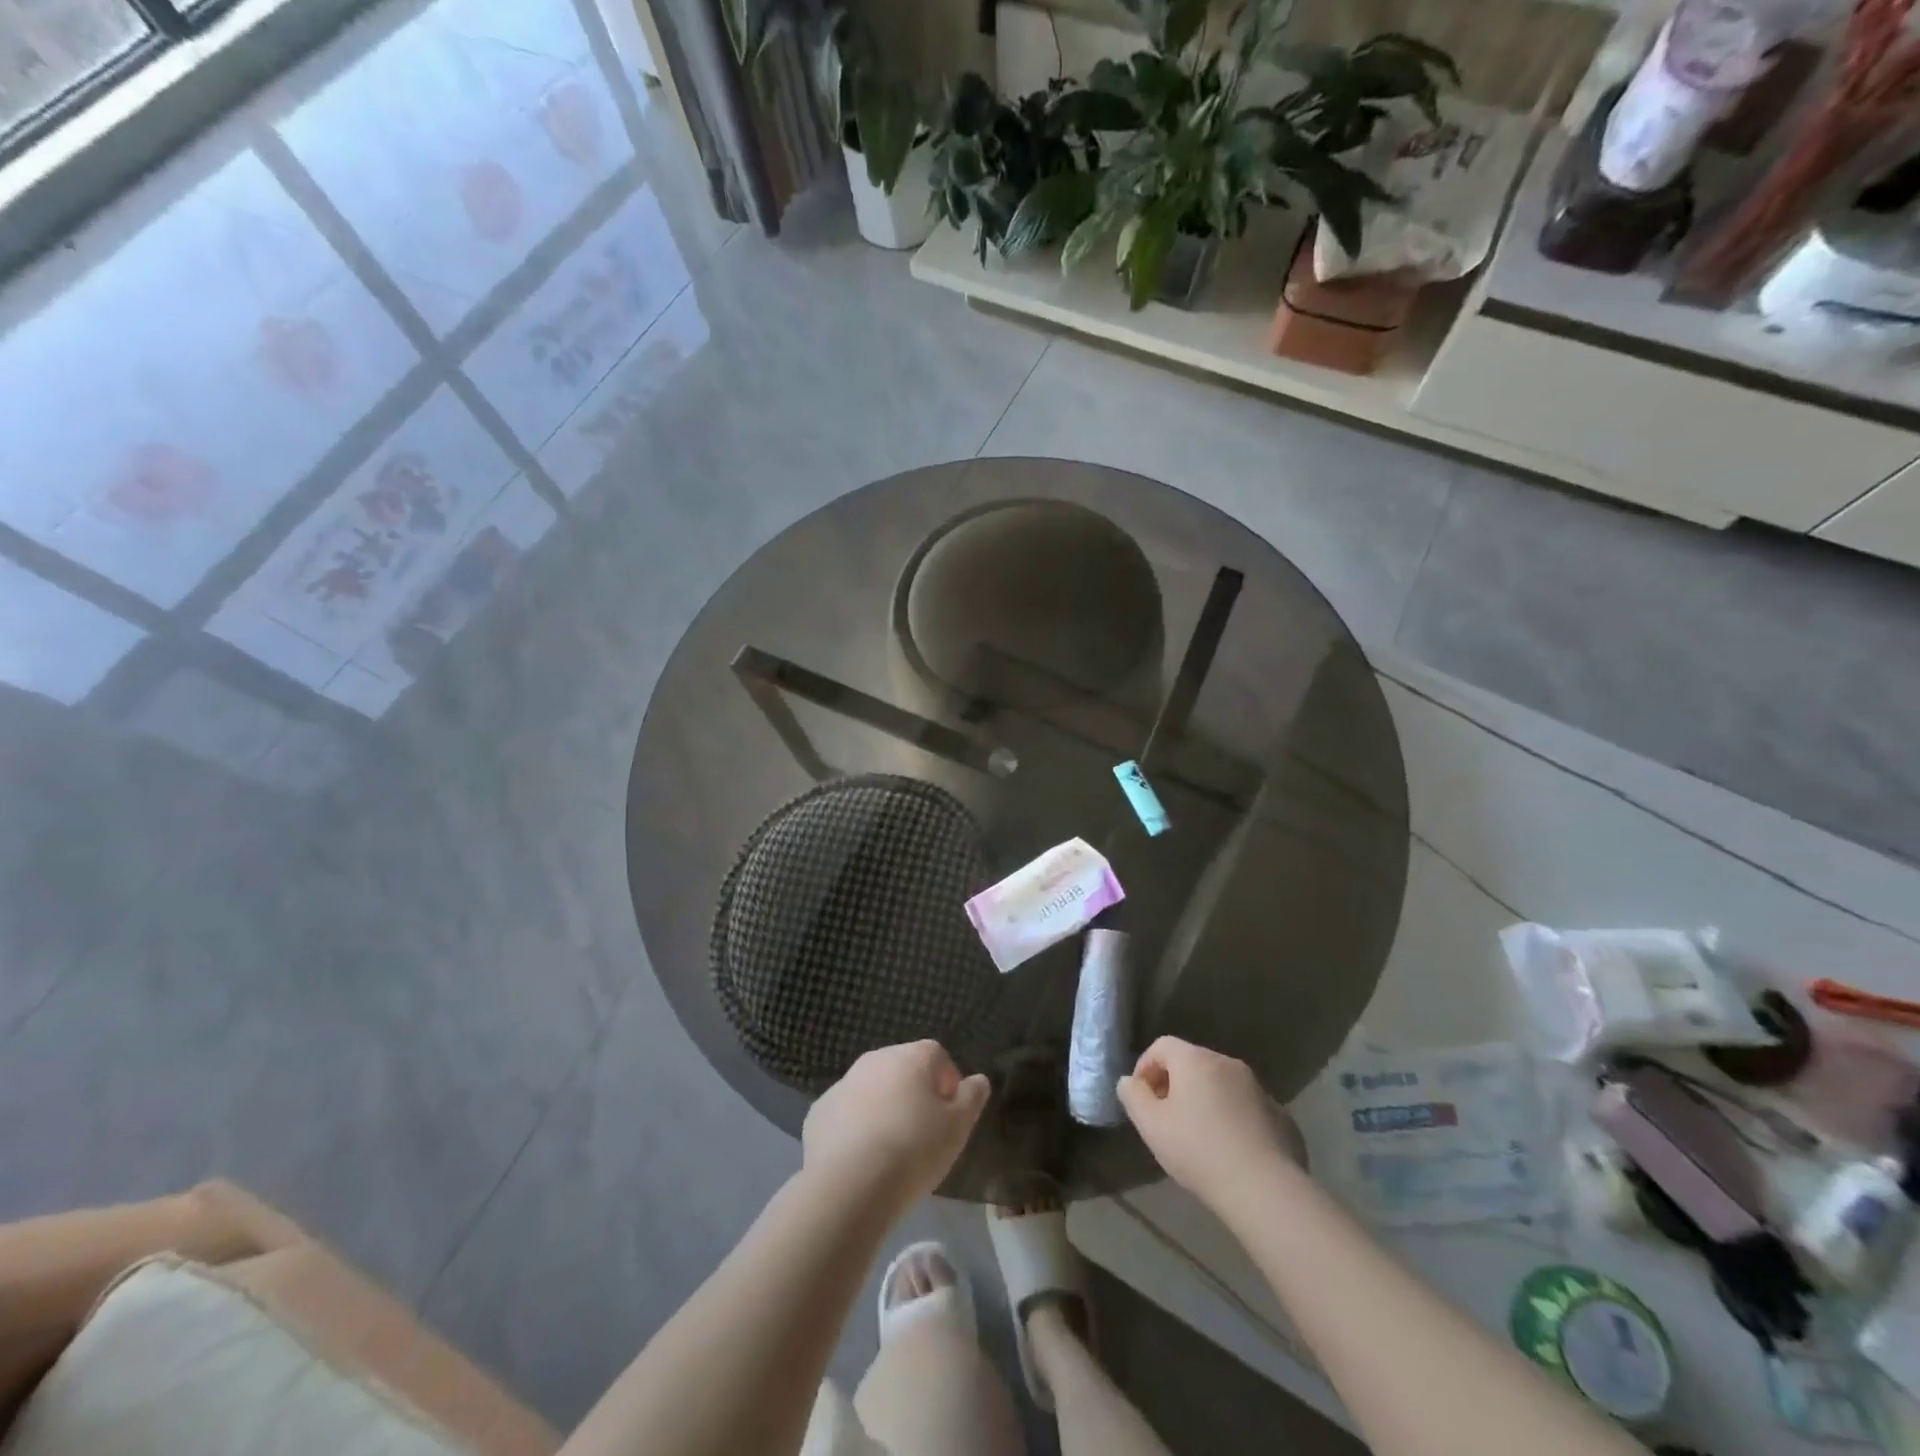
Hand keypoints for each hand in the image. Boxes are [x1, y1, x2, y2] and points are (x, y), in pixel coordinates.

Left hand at [803, 1041, 989, 1219]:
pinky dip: (855, 1128)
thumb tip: (979, 1079)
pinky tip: (861, 1159)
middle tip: (923, 1134)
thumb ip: (972, 1098)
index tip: (950, 1116)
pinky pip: (846, 1114)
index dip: (948, 1083)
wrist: (849, 1186)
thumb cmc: (913, 1150)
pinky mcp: (818, 1112)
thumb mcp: (958, 1128)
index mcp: (911, 1057)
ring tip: (891, 1150)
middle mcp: (875, 1059)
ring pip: (872, 1090)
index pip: (937, 1056)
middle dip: (914, 1094)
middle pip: (902, 1069)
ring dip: (884, 1109)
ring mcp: (843, 1084)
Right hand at [1117, 1036, 1301, 1206]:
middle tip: (1166, 1118)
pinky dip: (1232, 1118)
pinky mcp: (1280, 1115)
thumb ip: (1133, 1096)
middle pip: (1192, 1062)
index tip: (1141, 1098)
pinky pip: (1246, 1107)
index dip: (1145, 1066)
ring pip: (1220, 1084)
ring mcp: (1259, 1088)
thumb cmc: (1199, 1151)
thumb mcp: (1150, 1125)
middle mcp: (1228, 1063)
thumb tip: (1129, 1081)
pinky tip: (1230, 1151)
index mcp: (1195, 1059)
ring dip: (1204, 1100)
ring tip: (1198, 1136)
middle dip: (1175, 1084)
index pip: (1162, 1045)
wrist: (1265, 1190)